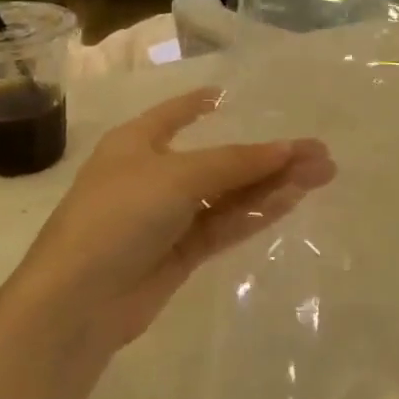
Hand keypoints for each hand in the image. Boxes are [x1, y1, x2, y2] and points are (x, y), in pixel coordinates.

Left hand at [15, 88, 334, 351]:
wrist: (77, 302)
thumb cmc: (118, 216)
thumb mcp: (178, 176)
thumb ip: (237, 162)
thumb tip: (289, 150)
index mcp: (137, 143)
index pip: (174, 114)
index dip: (199, 103)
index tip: (227, 95)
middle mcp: (155, 175)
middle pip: (221, 159)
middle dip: (269, 155)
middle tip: (320, 153)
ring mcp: (169, 217)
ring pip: (230, 193)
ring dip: (273, 184)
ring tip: (321, 175)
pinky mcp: (182, 253)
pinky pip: (226, 223)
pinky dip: (257, 211)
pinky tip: (292, 200)